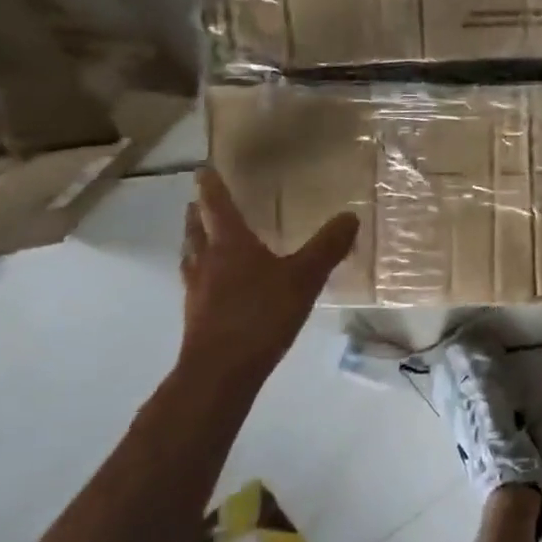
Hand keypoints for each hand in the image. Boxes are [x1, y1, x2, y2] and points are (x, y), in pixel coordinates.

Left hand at [180, 168, 357, 383]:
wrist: (221, 372)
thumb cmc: (260, 315)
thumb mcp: (304, 277)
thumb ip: (328, 246)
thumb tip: (350, 216)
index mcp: (229, 244)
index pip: (217, 205)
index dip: (211, 186)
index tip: (204, 169)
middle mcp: (207, 261)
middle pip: (196, 228)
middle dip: (197, 212)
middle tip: (200, 200)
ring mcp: (197, 290)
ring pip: (191, 255)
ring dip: (194, 240)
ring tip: (201, 235)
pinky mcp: (197, 315)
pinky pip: (196, 281)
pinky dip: (202, 270)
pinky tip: (215, 282)